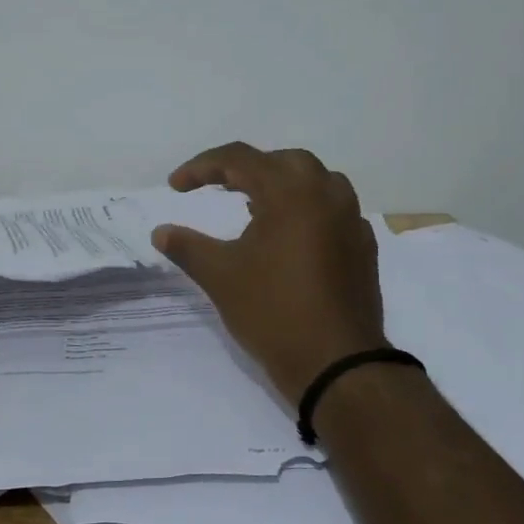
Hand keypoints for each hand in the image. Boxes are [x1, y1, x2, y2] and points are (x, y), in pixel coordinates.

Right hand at [153, 143, 388, 401]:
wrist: (337, 363)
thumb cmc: (273, 312)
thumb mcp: (220, 276)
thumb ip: (187, 247)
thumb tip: (160, 232)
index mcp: (290, 192)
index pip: (239, 159)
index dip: (201, 167)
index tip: (175, 187)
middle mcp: (326, 194)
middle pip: (282, 162)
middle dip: (244, 168)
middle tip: (216, 187)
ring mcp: (351, 220)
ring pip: (315, 181)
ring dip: (280, 184)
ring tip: (253, 206)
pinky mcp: (363, 246)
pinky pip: (332, 209)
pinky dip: (305, 208)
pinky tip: (289, 235)